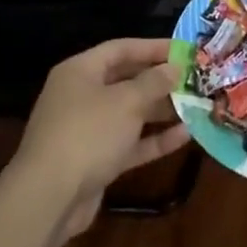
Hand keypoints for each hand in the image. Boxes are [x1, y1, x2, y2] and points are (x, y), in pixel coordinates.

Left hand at [10, 38, 189, 238]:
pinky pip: (129, 142)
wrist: (49, 198)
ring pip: (130, 113)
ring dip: (161, 111)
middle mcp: (81, 96)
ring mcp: (88, 130)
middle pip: (126, 80)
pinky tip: (186, 136)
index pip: (120, 49)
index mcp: (80, 71)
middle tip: (194, 79)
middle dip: (160, 80)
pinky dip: (154, 139)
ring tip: (196, 106)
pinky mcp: (96, 160)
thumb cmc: (87, 134)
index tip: (185, 50)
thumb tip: (175, 67)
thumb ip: (154, 82)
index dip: (153, 47)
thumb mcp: (126, 102)